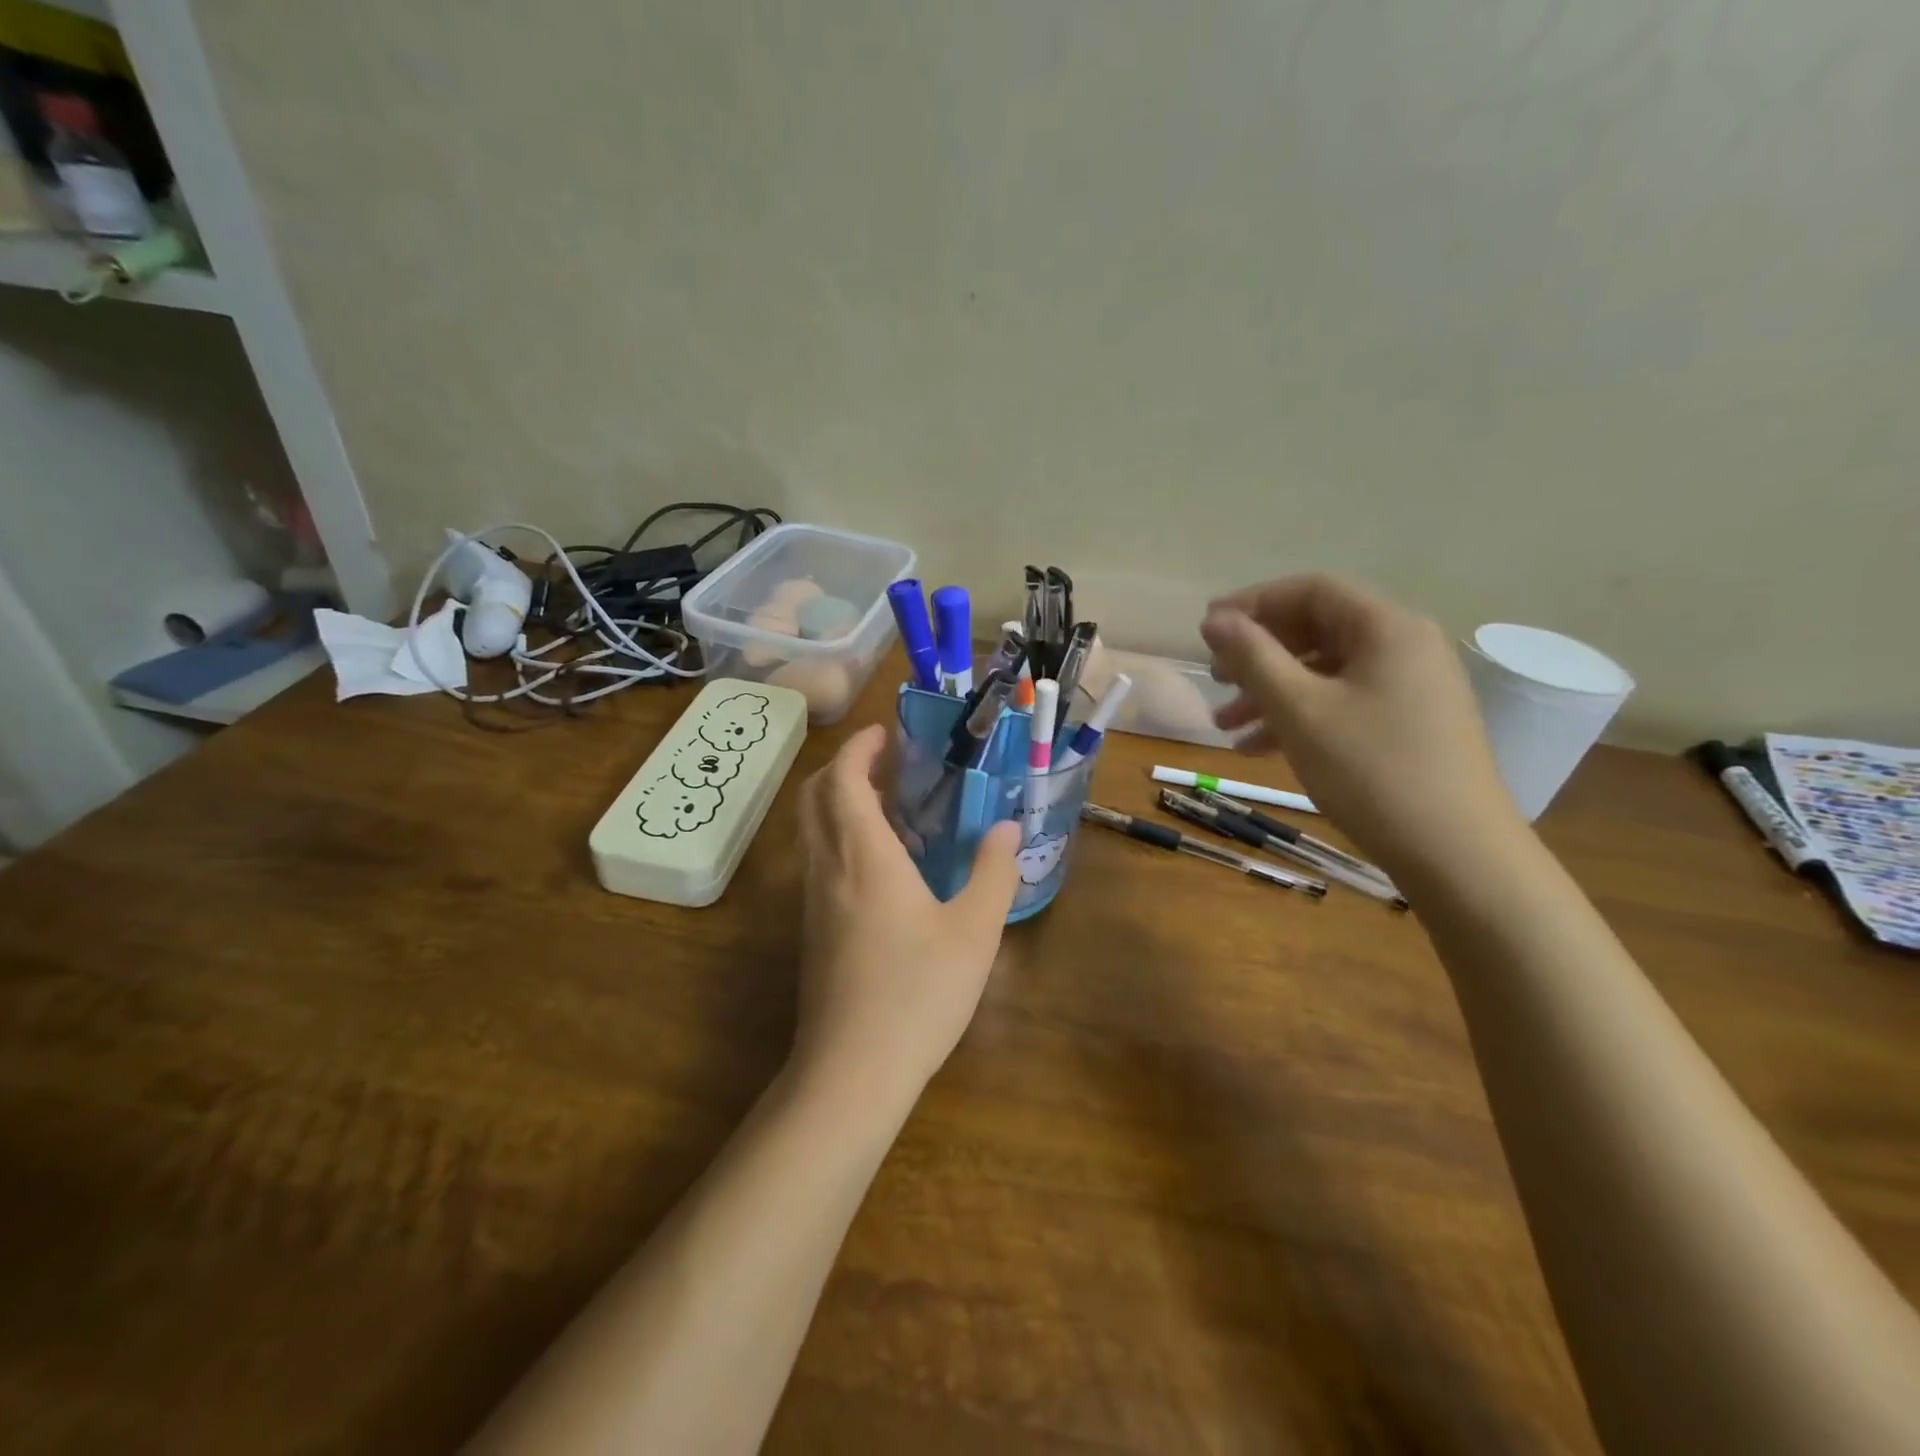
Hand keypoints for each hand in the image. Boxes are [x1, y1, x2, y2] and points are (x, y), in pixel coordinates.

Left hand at [792, 724, 1021, 1112]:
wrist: (852, 1071)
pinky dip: (839, 837)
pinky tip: (880, 865)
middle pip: (814, 797)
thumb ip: (993, 872)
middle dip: (841, 767)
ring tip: (888, 806)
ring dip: (838, 803)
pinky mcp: (812, 931)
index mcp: (864, 856)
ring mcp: (813, 902)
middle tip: (883, 762)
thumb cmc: (918, 993)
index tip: (884, 733)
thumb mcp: (974, 931)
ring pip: (811, 831)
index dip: (859, 748)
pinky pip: (818, 861)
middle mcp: (828, 868)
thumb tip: (1005, 828)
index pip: (843, 780)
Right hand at [1200, 574, 1524, 878]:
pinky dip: (1299, 718)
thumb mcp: (1299, 710)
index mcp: (1387, 628)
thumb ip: (1253, 657)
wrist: (1456, 854)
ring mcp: (1411, 688)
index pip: (1311, 591)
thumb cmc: (1371, 771)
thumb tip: (1215, 618)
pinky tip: (1258, 749)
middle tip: (1216, 680)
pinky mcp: (1410, 724)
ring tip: (1225, 726)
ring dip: (1271, 693)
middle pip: (1317, 631)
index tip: (1207, 628)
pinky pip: (1343, 703)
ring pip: (1325, 673)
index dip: (1253, 603)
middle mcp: (1405, 647)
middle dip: (1259, 655)